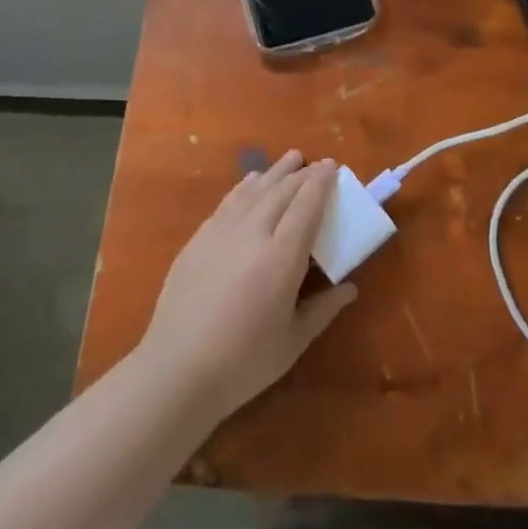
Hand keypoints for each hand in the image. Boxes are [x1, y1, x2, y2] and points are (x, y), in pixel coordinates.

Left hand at [138, 151, 356, 425]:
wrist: (177, 369)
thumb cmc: (243, 362)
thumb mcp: (293, 341)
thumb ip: (323, 309)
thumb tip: (350, 288)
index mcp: (282, 257)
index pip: (307, 205)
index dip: (321, 182)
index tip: (331, 166)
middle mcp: (253, 233)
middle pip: (282, 191)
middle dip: (302, 174)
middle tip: (317, 163)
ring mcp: (221, 232)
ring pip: (254, 190)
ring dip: (275, 172)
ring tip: (290, 159)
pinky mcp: (198, 238)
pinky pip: (229, 201)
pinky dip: (246, 186)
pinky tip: (252, 182)